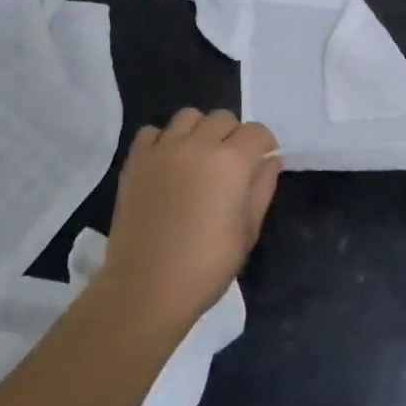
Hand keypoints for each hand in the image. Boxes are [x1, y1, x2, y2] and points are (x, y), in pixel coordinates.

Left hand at [100, 108, 279, 332]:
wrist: (145, 289)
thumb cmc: (206, 266)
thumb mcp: (248, 230)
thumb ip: (262, 187)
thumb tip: (270, 160)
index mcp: (231, 162)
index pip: (257, 131)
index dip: (264, 146)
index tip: (260, 165)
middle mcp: (198, 145)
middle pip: (224, 118)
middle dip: (233, 136)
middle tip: (229, 165)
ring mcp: (163, 149)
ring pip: (189, 116)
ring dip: (200, 131)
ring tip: (198, 158)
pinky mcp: (135, 161)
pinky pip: (153, 132)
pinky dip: (164, 140)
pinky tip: (167, 164)